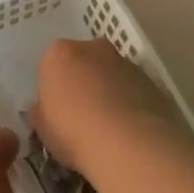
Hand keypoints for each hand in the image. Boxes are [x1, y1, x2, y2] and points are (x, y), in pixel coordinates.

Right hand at [31, 37, 179, 174]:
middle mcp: (93, 48)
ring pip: (111, 75)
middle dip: (83, 83)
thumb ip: (41, 111)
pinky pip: (134, 90)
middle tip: (82, 117)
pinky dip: (131, 104)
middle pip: (83, 63)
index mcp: (59, 53)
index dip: (54, 90)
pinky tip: (130, 132)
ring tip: (110, 129)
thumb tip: (44, 109)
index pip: (51, 66)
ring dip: (109, 92)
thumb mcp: (42, 127)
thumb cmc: (73, 131)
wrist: (128, 144)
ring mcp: (125, 62)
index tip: (57, 113)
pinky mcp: (152, 81)